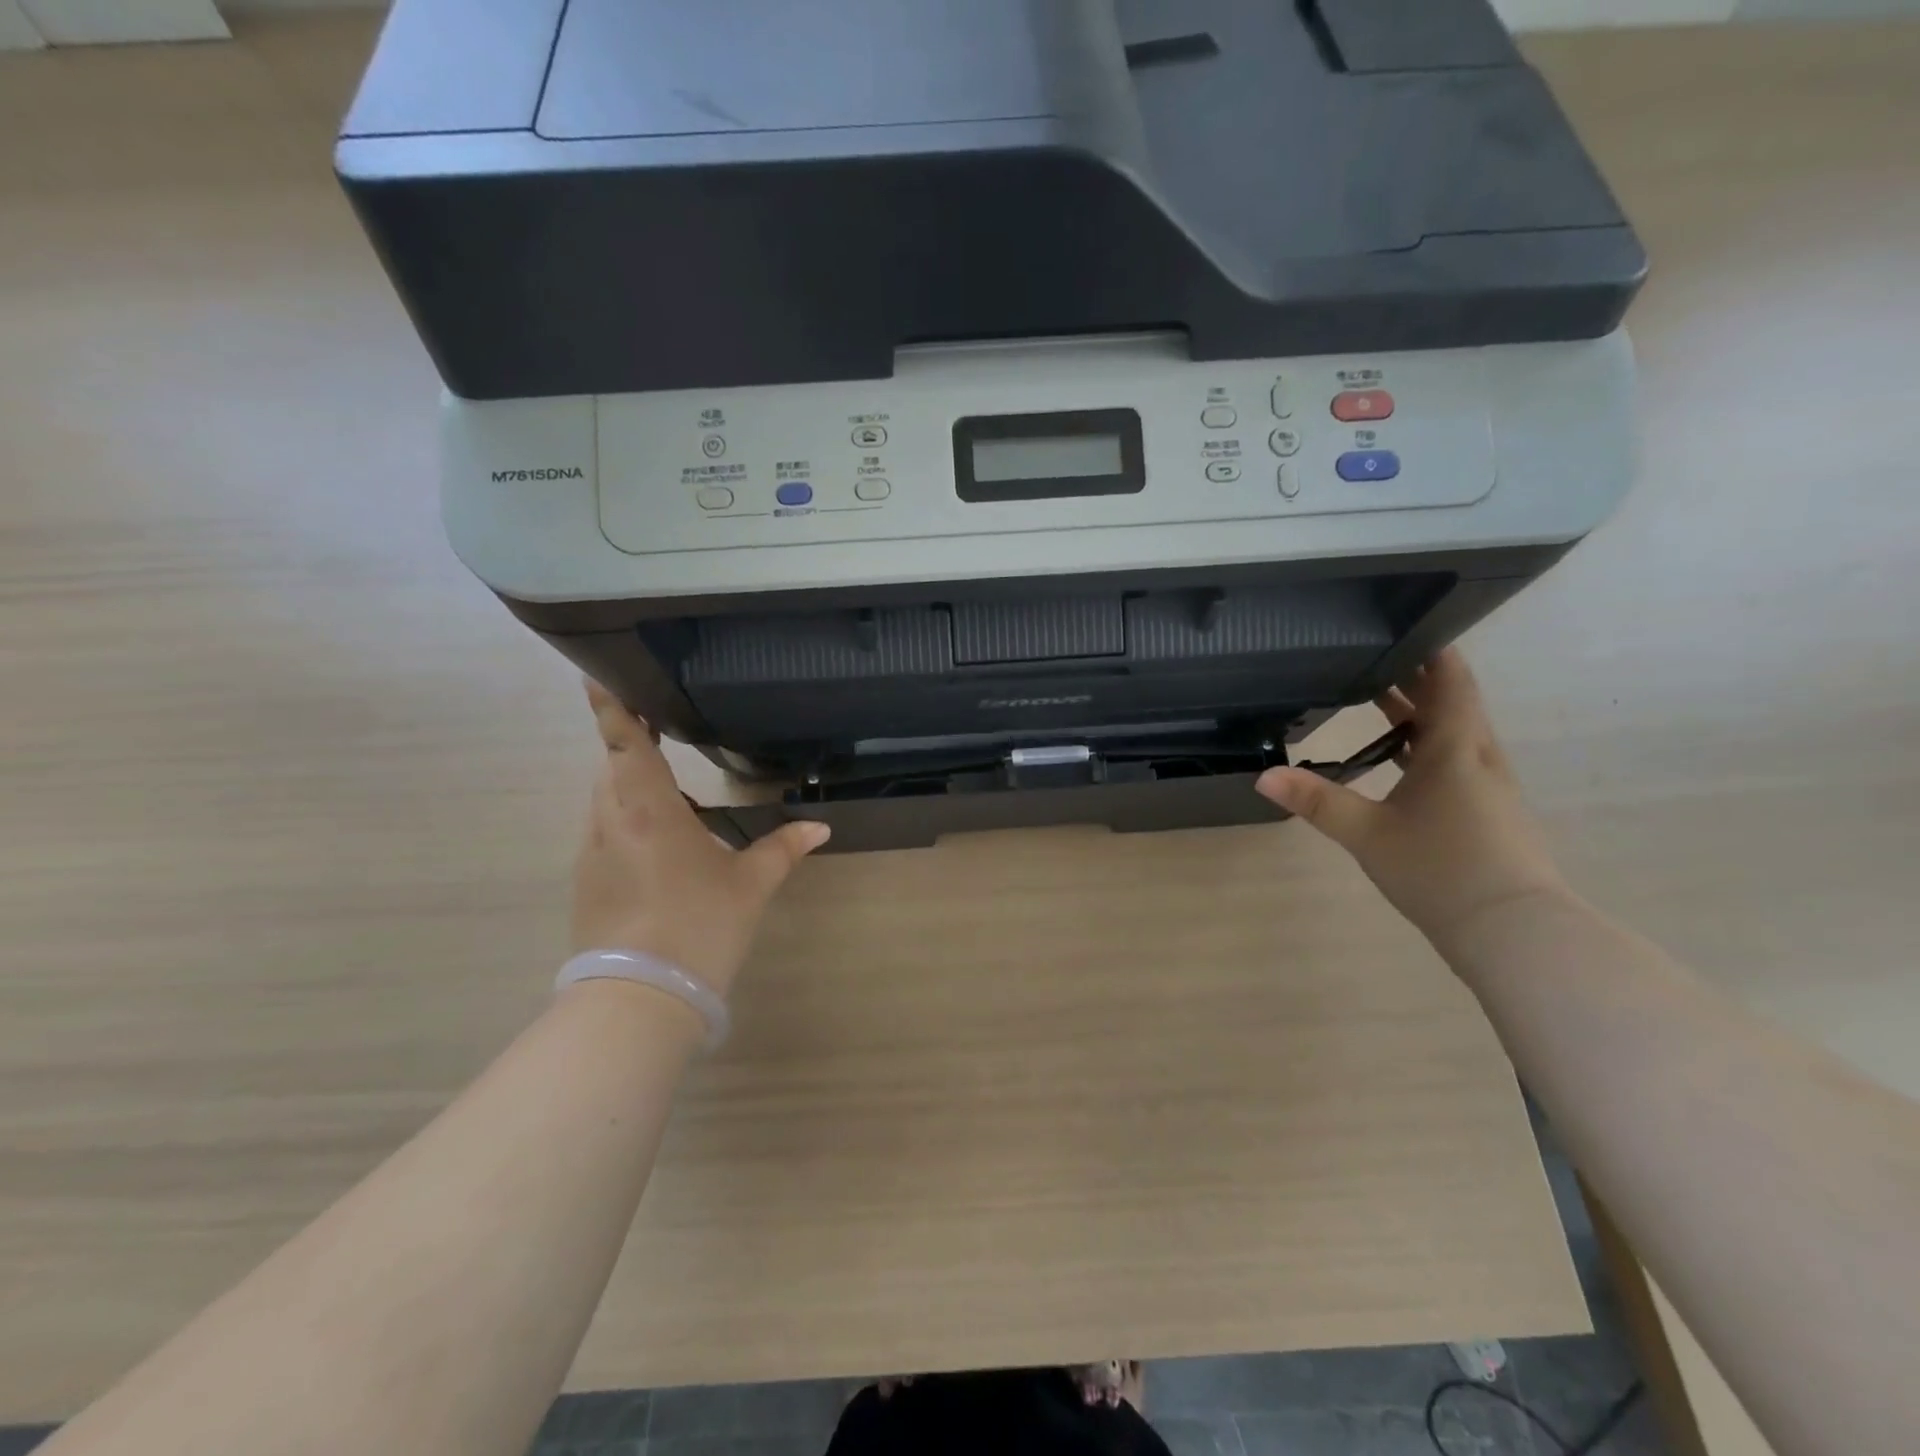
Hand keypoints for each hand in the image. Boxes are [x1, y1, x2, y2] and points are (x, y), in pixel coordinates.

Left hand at [572, 681, 829, 996]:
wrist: (638, 999)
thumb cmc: (698, 925)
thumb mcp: (750, 885)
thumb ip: (783, 848)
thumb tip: (819, 827)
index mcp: (648, 809)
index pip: (625, 744)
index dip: (613, 707)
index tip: (599, 676)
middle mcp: (611, 821)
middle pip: (613, 768)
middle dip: (633, 746)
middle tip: (660, 731)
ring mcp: (592, 853)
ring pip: (606, 801)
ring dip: (631, 786)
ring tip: (672, 791)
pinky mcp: (587, 883)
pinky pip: (605, 832)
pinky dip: (627, 820)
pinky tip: (661, 844)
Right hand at [1255, 649, 1570, 948]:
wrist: (1512, 930)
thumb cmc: (1441, 869)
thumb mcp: (1367, 834)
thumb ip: (1316, 802)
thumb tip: (1263, 776)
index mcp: (1454, 748)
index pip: (1450, 680)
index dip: (1432, 649)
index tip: (1404, 624)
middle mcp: (1478, 757)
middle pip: (1452, 701)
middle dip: (1415, 677)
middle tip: (1372, 656)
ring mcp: (1489, 786)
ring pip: (1454, 732)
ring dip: (1421, 711)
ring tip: (1379, 698)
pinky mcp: (1488, 811)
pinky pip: (1455, 759)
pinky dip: (1427, 743)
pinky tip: (1401, 759)